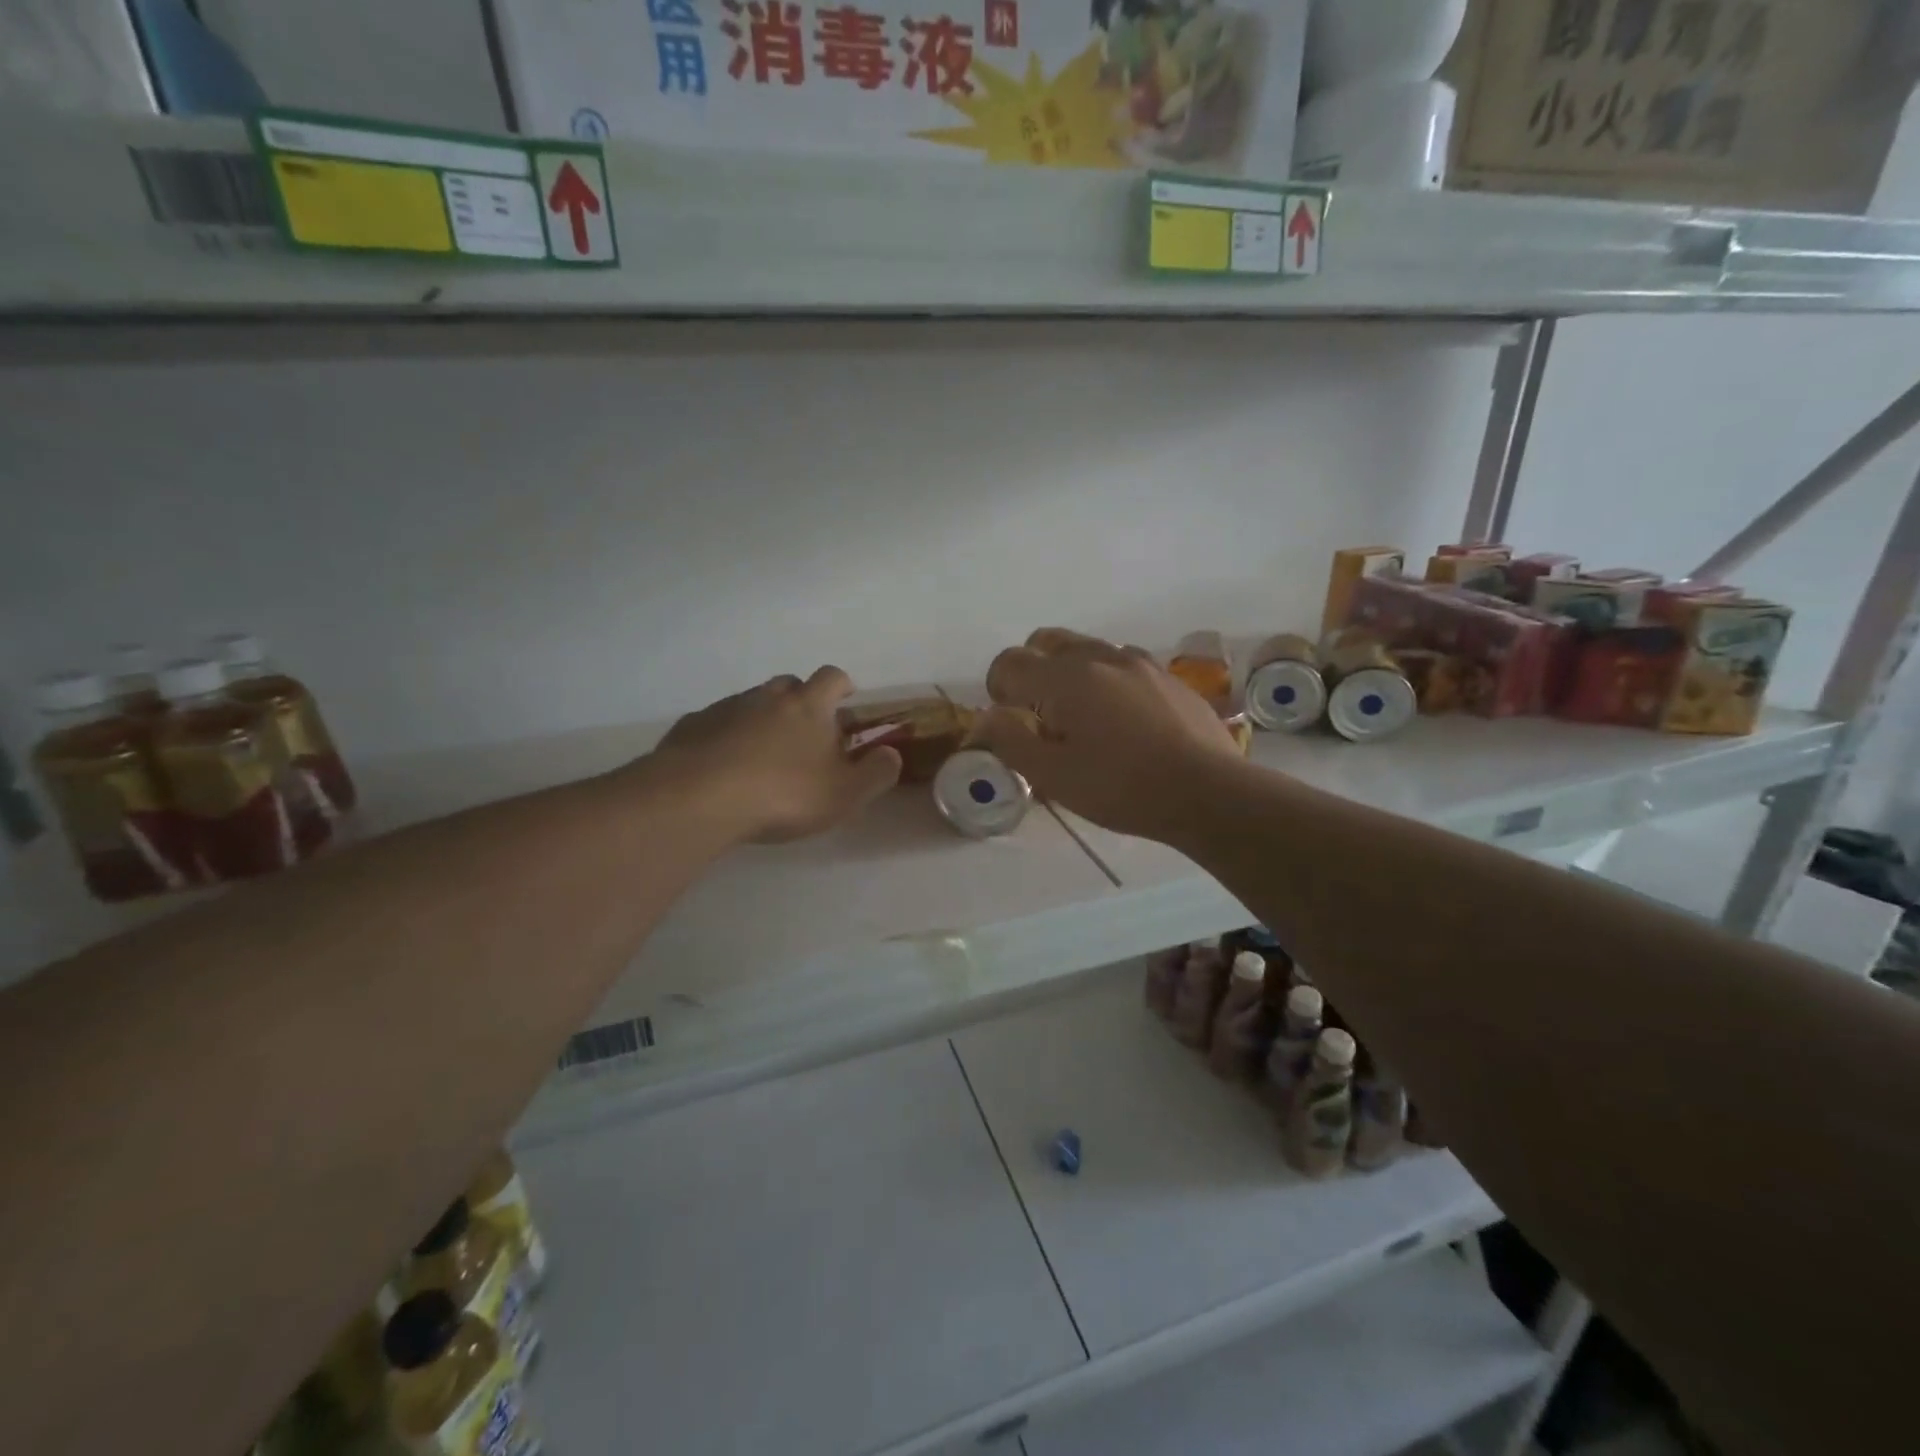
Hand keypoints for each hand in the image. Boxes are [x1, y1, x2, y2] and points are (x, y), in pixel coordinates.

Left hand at [653, 667, 901, 843]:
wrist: (697, 799)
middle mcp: (767, 697)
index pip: (832, 678)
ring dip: (763, 719)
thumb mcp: (846, 794)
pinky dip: (727, 737)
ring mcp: (725, 708)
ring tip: (764, 755)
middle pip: (789, 684)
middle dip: (801, 700)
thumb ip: (876, 772)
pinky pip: (717, 724)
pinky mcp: (691, 727)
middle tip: (807, 733)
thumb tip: (892, 753)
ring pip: (751, 703)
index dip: (843, 685)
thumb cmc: (783, 795)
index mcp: (808, 706)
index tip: (847, 698)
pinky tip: (725, 767)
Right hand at [975, 629, 1242, 842]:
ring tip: (1081, 717)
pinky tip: (1121, 719)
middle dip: (1031, 670)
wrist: (1208, 792)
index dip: (998, 689)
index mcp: (1065, 678)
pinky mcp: (1168, 676)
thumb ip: (1011, 740)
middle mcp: (1100, 657)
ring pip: (1087, 648)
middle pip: (1047, 641)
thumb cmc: (1121, 788)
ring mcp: (1139, 662)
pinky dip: (1106, 679)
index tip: (1010, 722)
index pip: (1009, 661)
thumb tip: (988, 716)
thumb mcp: (1054, 777)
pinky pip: (1122, 663)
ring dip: (1069, 672)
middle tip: (1039, 714)